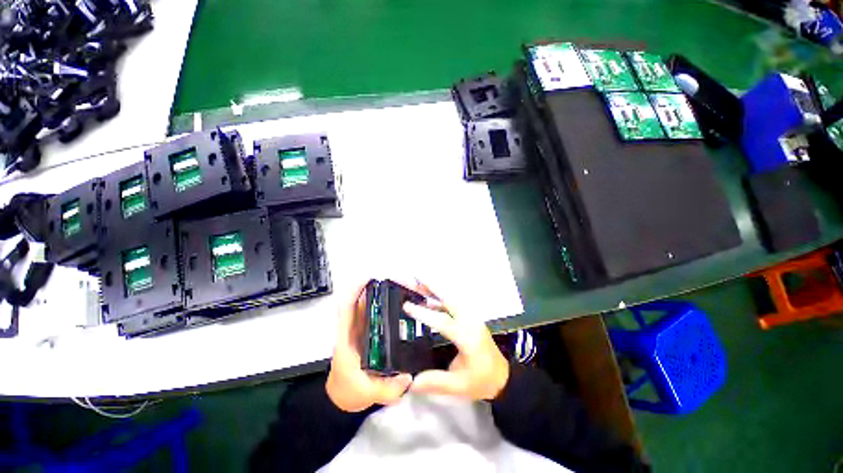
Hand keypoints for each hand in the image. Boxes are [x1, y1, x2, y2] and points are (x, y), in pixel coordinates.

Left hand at [326, 280, 412, 411]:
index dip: (355, 289)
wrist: (344, 397)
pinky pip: (380, 313)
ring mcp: (364, 329)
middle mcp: (355, 328)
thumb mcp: (367, 393)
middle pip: (364, 299)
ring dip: (387, 293)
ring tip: (408, 289)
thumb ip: (386, 389)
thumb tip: (409, 376)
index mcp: (347, 339)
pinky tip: (406, 304)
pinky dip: (390, 304)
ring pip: (373, 304)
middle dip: (381, 286)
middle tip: (403, 283)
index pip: (346, 307)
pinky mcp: (371, 332)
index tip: (370, 277)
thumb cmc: (349, 392)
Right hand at [402, 281, 509, 400]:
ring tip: (418, 281)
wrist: (503, 377)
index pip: (443, 322)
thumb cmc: (481, 381)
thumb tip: (409, 382)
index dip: (425, 313)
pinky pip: (453, 302)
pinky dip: (440, 296)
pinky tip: (429, 296)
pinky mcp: (470, 317)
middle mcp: (470, 321)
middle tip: (415, 277)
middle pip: (449, 299)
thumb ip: (434, 382)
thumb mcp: (459, 386)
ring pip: (451, 297)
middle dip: (432, 286)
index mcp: (468, 338)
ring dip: (435, 288)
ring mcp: (471, 317)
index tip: (407, 306)